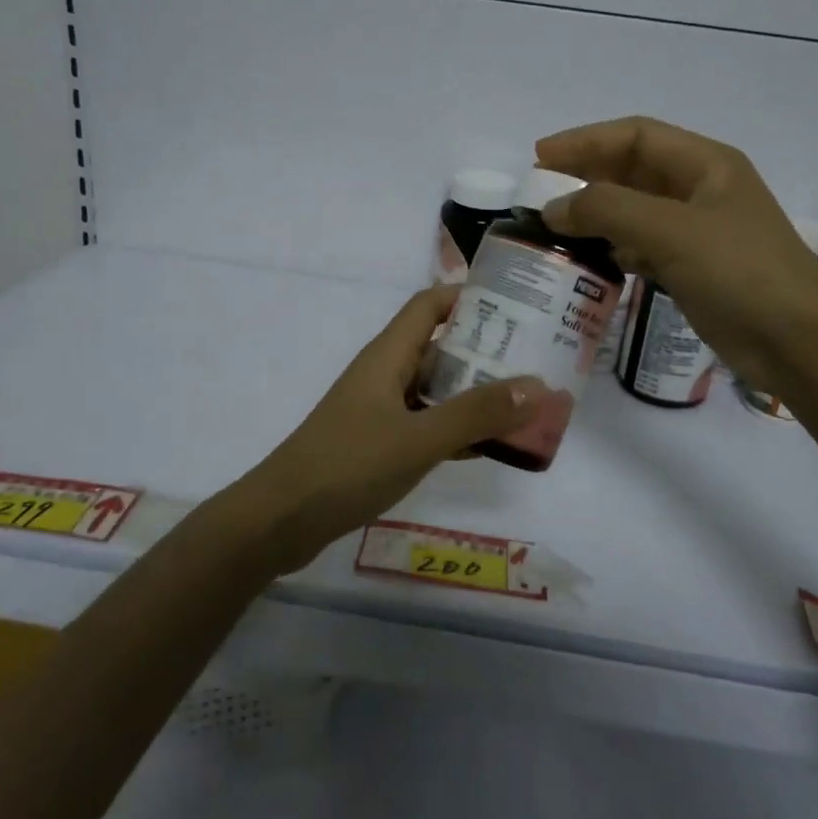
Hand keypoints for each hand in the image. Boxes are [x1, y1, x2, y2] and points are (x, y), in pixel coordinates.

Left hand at [240, 287, 543, 571]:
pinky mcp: (378, 444)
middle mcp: (385, 375)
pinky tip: (489, 447)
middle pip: (440, 347)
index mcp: (388, 356)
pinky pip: (426, 424)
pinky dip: (456, 429)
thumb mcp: (418, 439)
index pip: (429, 305)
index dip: (469, 297)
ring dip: (475, 393)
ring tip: (524, 403)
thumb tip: (536, 386)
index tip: (517, 304)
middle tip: (536, 359)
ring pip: (436, 390)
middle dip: (486, 350)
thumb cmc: (347, 466)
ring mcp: (380, 411)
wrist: (281, 521)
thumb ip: (476, 414)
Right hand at [535, 116, 817, 392]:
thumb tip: (553, 208)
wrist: (798, 342)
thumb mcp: (671, 231)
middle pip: (633, 170)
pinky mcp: (694, 269)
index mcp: (706, 164)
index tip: (539, 157)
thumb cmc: (739, 272)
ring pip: (636, 211)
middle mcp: (701, 190)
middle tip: (540, 193)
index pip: (635, 136)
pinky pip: (644, 247)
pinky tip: (592, 261)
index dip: (585, 141)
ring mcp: (699, 232)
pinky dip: (615, 249)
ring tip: (556, 228)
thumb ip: (607, 210)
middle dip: (587, 177)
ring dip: (597, 215)